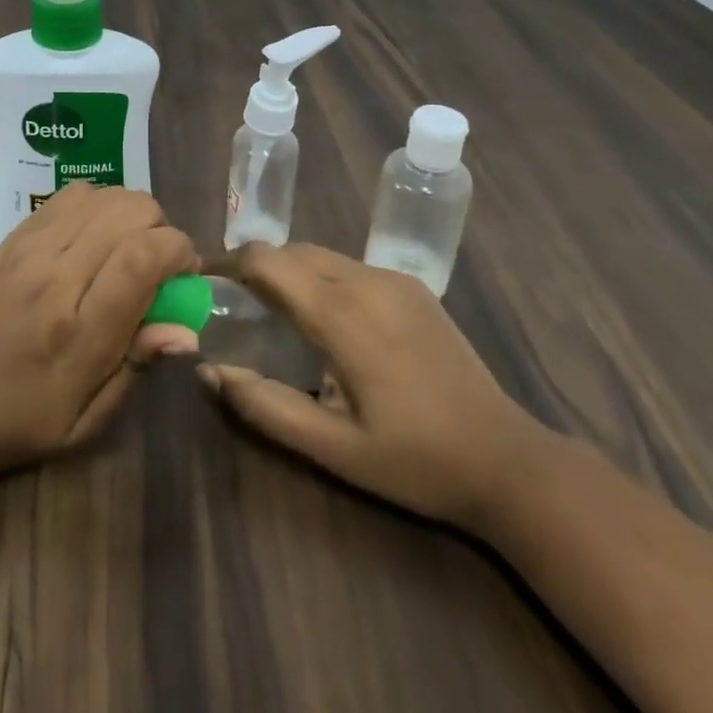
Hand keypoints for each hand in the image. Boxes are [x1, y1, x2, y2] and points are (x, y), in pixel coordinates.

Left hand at [0, 183, 199, 483]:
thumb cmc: (15, 421)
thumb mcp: (84, 421)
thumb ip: (136, 365)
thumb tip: (187, 328)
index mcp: (77, 330)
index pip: (144, 256)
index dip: (180, 253)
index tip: (184, 278)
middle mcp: (55, 273)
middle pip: (132, 210)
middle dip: (161, 232)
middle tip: (155, 272)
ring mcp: (31, 245)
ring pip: (107, 193)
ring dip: (132, 216)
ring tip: (125, 254)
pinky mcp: (16, 233)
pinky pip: (75, 193)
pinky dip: (101, 205)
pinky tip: (95, 238)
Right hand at [198, 242, 542, 531]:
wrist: (507, 460)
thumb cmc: (415, 460)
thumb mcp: (333, 448)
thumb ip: (266, 407)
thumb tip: (209, 372)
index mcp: (343, 315)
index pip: (269, 261)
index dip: (230, 264)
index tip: (205, 283)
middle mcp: (366, 280)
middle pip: (293, 251)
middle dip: (258, 269)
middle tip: (236, 307)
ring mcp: (394, 280)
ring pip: (322, 255)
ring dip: (291, 272)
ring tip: (276, 313)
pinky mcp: (414, 287)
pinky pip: (351, 266)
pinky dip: (323, 278)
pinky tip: (328, 320)